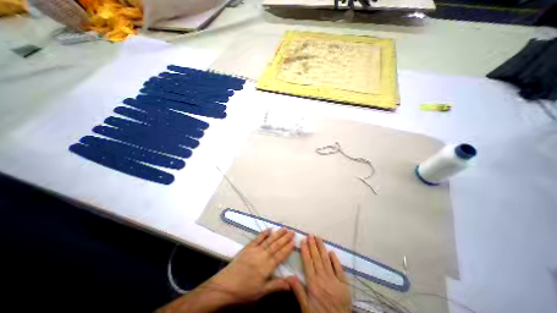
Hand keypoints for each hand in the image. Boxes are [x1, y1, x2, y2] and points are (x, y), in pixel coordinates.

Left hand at [202, 228, 295, 304]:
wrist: (226, 285)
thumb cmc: (245, 290)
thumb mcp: (261, 292)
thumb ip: (277, 285)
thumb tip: (291, 283)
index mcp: (267, 267)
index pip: (280, 255)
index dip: (288, 248)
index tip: (294, 241)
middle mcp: (263, 256)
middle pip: (276, 245)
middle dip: (285, 238)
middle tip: (292, 232)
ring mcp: (255, 250)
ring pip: (269, 240)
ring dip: (277, 234)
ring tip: (284, 228)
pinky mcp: (248, 247)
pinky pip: (258, 238)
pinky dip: (264, 233)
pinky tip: (269, 229)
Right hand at [290, 235, 348, 311]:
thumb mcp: (306, 308)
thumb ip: (298, 291)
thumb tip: (288, 276)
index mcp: (313, 284)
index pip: (308, 263)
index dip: (305, 251)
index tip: (303, 241)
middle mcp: (323, 279)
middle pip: (317, 258)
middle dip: (313, 245)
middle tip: (310, 235)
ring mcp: (335, 281)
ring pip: (326, 260)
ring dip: (322, 248)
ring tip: (318, 238)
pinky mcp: (344, 285)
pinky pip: (339, 269)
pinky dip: (335, 260)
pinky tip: (331, 252)